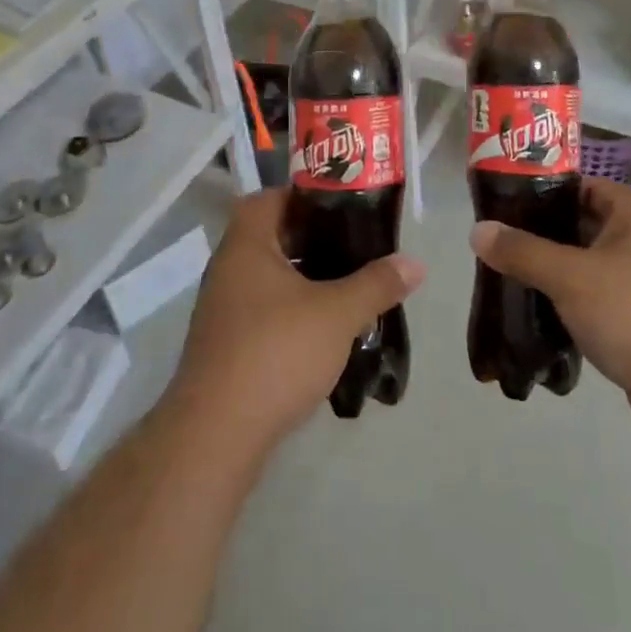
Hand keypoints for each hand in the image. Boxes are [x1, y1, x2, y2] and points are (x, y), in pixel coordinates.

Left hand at [170, 188, 423, 452]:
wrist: (215, 435)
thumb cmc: (275, 353)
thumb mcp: (337, 314)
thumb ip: (376, 284)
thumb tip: (415, 262)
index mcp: (247, 245)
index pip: (270, 198)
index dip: (304, 195)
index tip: (341, 206)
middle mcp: (228, 268)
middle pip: (272, 237)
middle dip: (312, 239)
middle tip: (354, 244)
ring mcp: (223, 309)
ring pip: (269, 277)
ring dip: (304, 278)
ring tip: (347, 285)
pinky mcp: (226, 346)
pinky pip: (263, 311)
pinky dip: (291, 310)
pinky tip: (323, 329)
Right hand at [470, 177, 630, 447]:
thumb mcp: (572, 276)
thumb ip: (523, 251)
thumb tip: (477, 230)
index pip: (584, 186)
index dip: (547, 187)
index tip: (507, 198)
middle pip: (580, 227)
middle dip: (540, 233)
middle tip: (497, 240)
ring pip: (583, 269)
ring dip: (550, 273)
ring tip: (505, 276)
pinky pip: (590, 305)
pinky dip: (564, 307)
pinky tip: (532, 315)